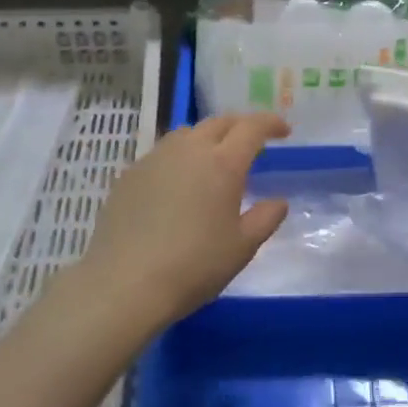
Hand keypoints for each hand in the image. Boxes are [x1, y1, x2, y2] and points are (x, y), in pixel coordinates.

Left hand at [81, 114, 290, 323]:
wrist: (124, 284)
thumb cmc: (193, 266)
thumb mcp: (241, 248)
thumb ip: (265, 219)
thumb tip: (278, 202)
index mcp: (223, 163)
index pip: (252, 127)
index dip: (271, 123)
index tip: (284, 131)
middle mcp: (189, 150)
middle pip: (219, 123)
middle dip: (240, 127)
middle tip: (252, 143)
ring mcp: (155, 158)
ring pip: (187, 133)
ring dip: (208, 137)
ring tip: (214, 159)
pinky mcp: (130, 174)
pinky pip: (162, 153)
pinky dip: (180, 157)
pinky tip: (178, 183)